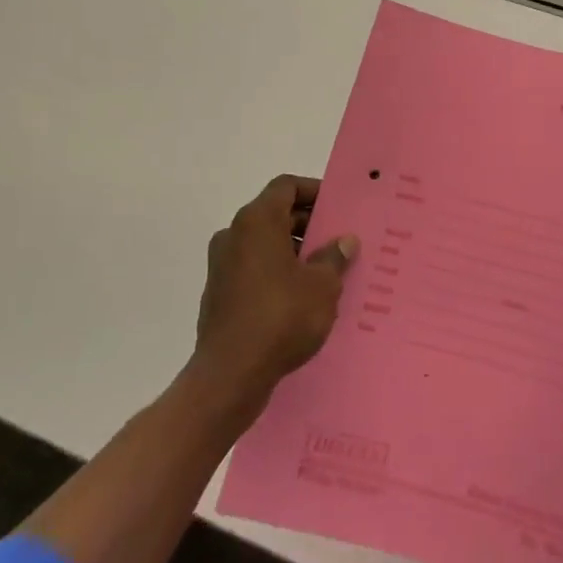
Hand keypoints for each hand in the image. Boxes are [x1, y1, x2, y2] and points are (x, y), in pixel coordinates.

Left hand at [193, 175, 358, 413]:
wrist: (230, 376)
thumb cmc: (281, 317)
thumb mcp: (322, 286)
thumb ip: (334, 257)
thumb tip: (344, 241)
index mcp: (257, 221)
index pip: (286, 187)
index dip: (314, 192)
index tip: (338, 208)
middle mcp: (234, 235)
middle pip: (275, 214)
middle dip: (308, 224)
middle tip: (338, 241)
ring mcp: (222, 266)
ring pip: (264, 244)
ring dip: (293, 251)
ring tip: (325, 272)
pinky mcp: (219, 294)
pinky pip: (253, 270)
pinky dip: (276, 273)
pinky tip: (301, 298)